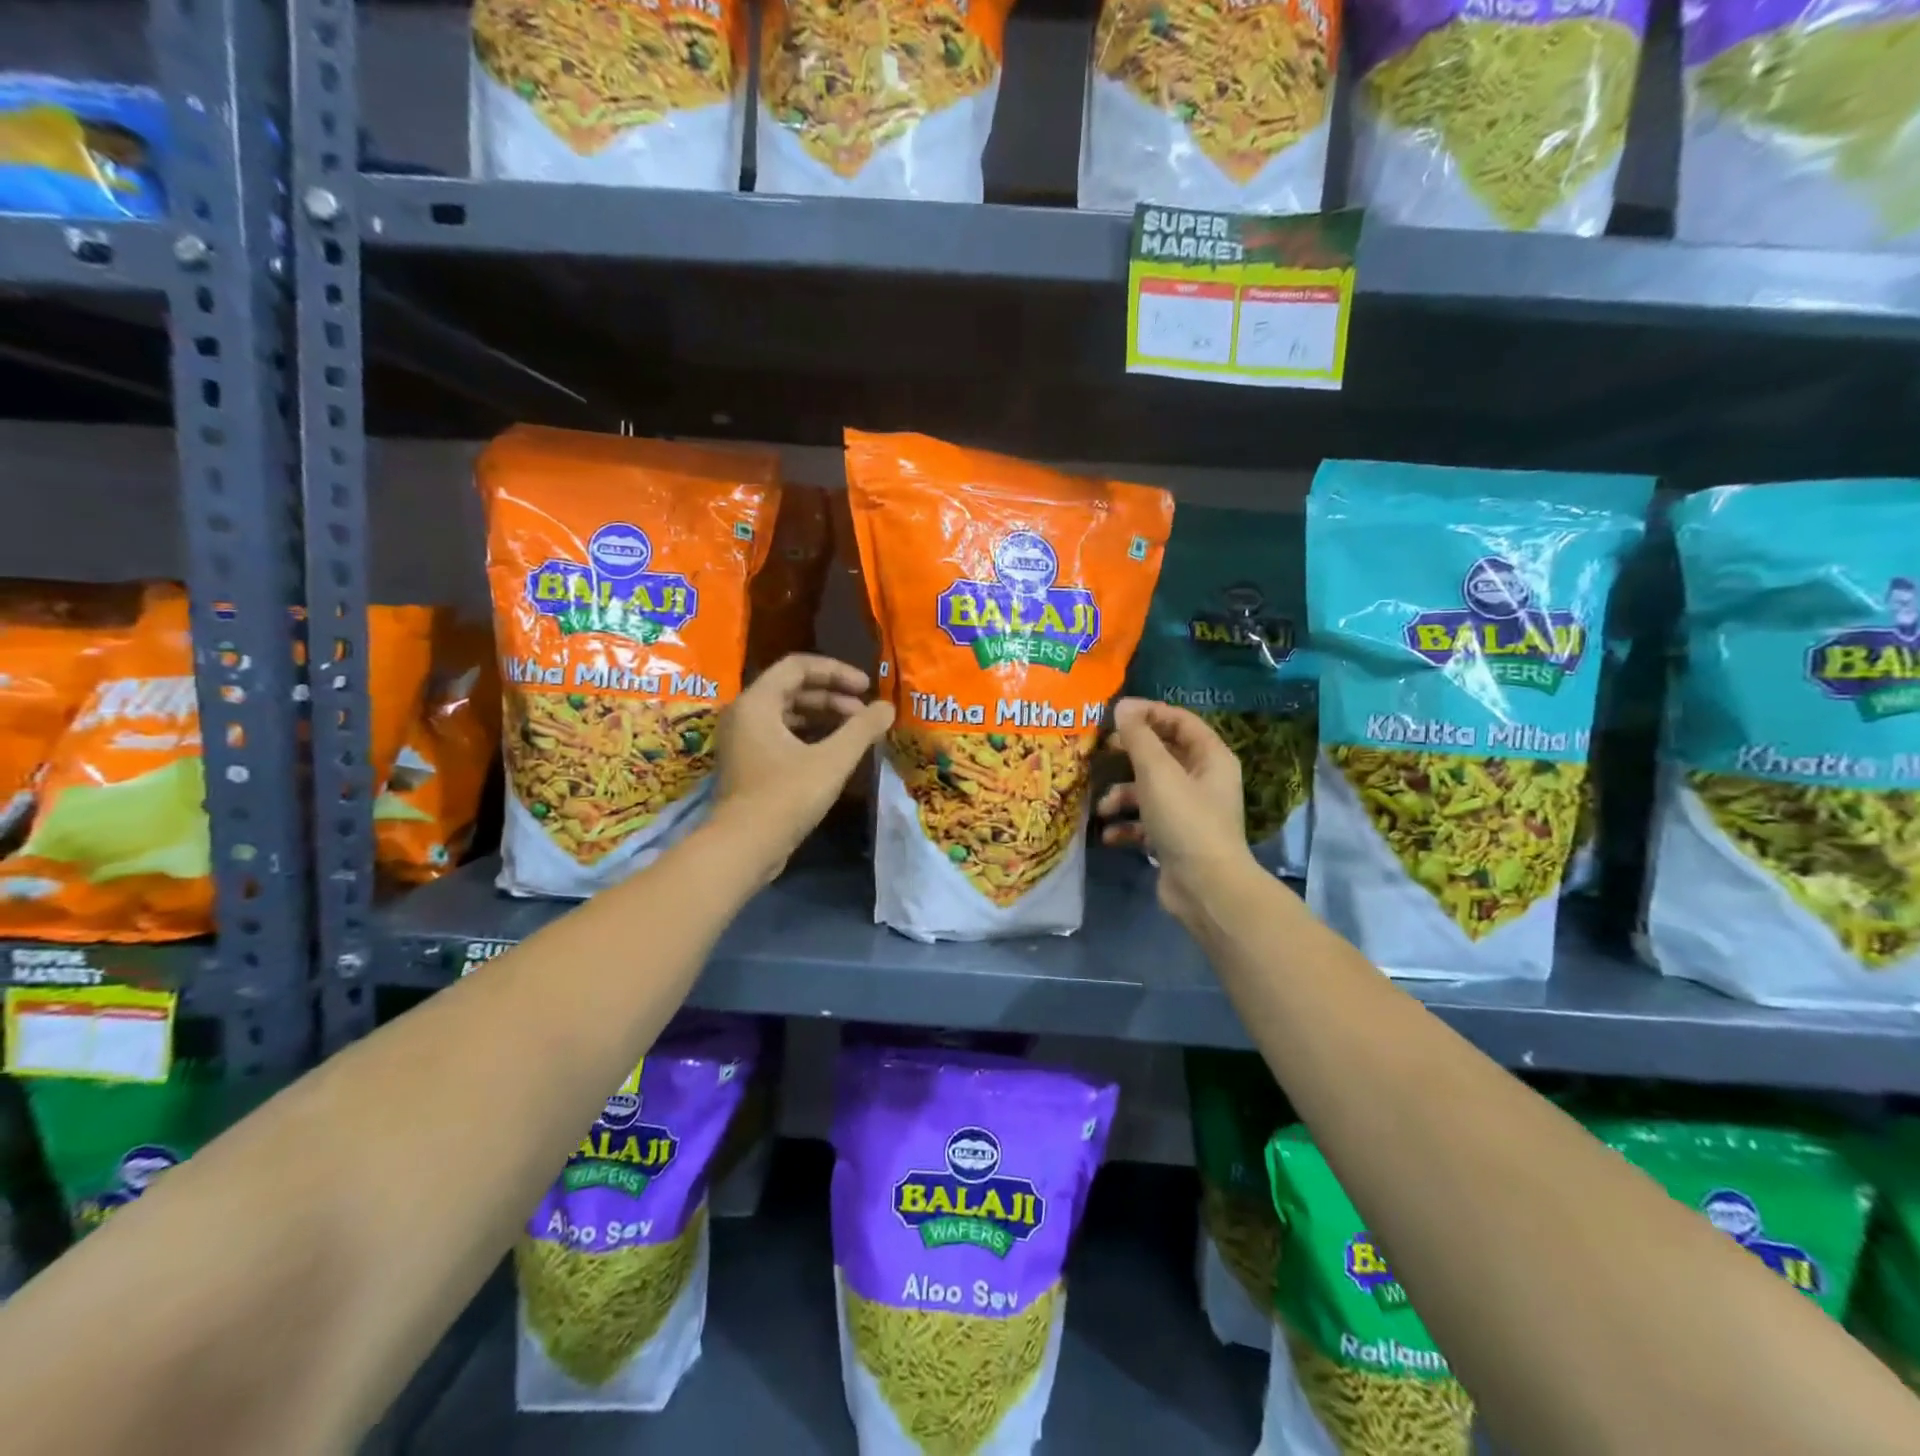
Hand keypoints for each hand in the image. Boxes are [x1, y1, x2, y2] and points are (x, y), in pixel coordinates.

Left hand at [712, 654, 893, 877]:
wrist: (744, 847)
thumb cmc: (786, 796)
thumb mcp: (832, 760)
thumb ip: (862, 728)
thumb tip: (887, 707)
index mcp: (757, 702)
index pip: (798, 666)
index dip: (837, 671)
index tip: (867, 687)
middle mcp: (744, 714)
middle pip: (792, 688)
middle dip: (833, 696)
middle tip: (865, 713)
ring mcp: (743, 740)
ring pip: (788, 714)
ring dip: (823, 716)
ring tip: (855, 731)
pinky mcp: (749, 763)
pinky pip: (782, 735)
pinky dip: (809, 736)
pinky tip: (835, 752)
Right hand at [1096, 698, 1254, 926]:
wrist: (1205, 888)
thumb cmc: (1186, 821)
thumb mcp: (1158, 773)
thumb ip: (1138, 737)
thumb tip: (1123, 706)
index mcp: (1210, 757)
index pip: (1179, 721)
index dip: (1148, 712)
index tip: (1114, 714)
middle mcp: (1202, 780)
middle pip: (1161, 754)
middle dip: (1128, 755)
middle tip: (1100, 752)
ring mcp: (1188, 811)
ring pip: (1148, 790)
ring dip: (1121, 795)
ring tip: (1102, 807)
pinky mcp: (1174, 838)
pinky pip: (1145, 822)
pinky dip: (1126, 825)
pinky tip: (1110, 835)